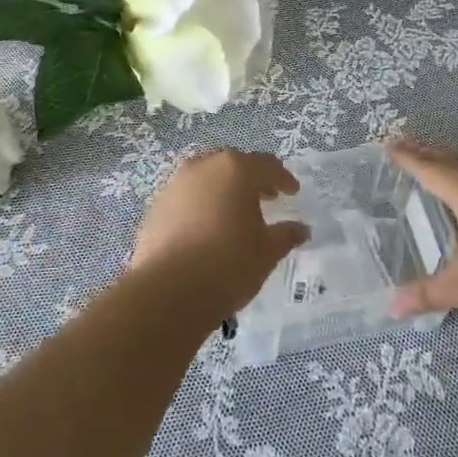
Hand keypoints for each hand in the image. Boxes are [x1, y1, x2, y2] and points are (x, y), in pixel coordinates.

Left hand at [129, 148, 309, 318]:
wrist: (168, 291)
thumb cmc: (228, 264)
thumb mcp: (267, 252)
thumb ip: (286, 235)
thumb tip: (302, 229)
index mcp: (236, 169)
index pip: (267, 165)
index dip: (283, 178)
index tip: (292, 192)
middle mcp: (204, 166)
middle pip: (234, 165)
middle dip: (251, 179)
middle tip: (266, 198)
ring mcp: (175, 183)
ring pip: (206, 178)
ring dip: (223, 190)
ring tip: (234, 213)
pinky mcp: (156, 205)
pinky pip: (186, 197)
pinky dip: (200, 205)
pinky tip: (205, 229)